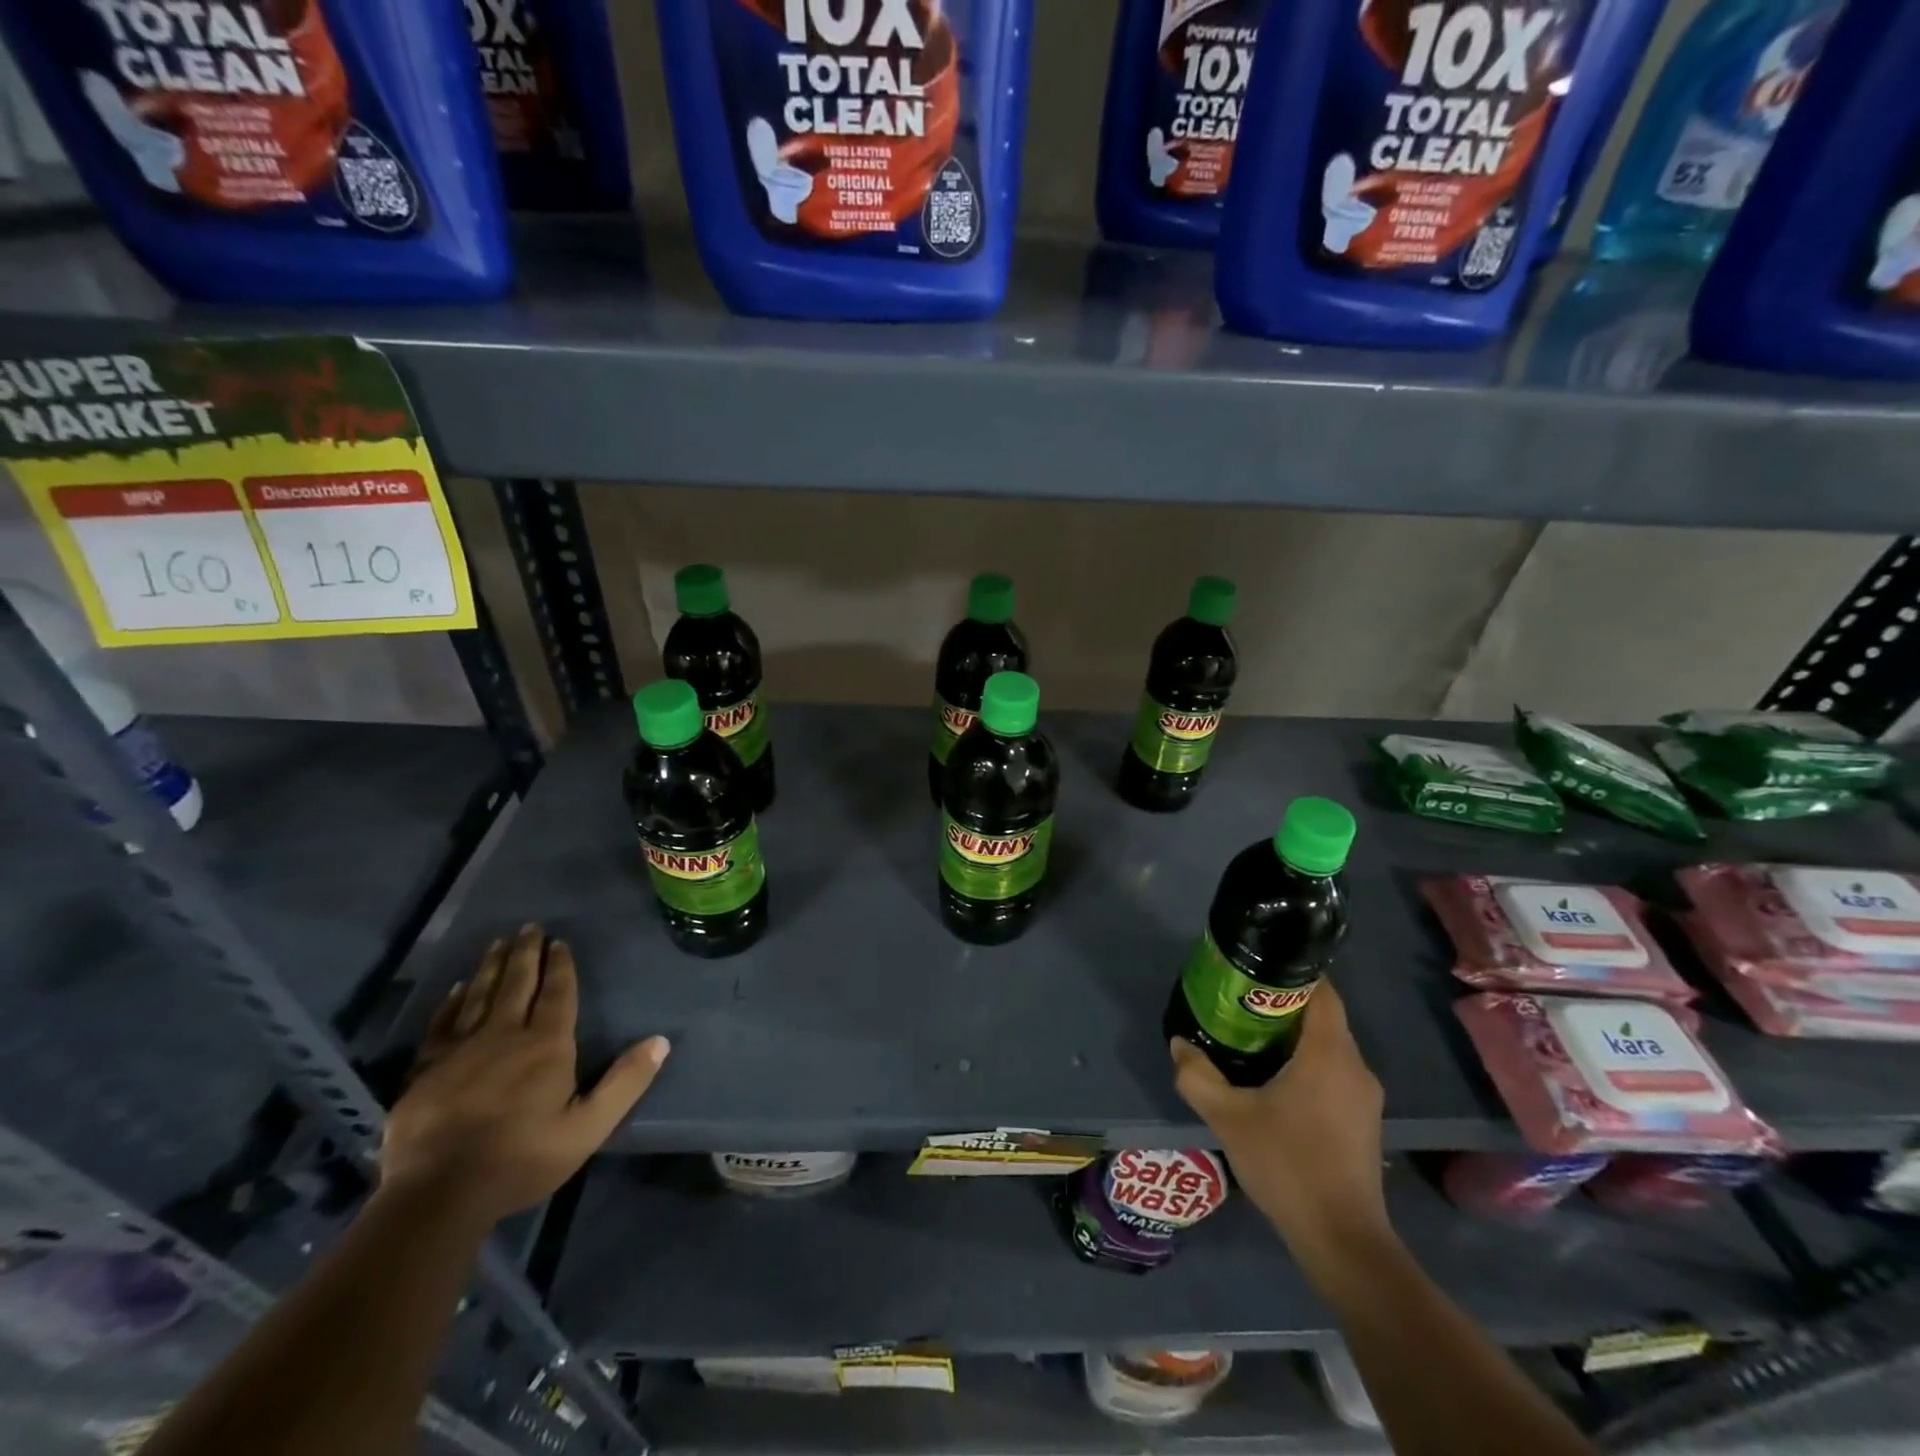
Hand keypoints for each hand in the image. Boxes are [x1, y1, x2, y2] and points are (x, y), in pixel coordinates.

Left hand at [381, 924, 669, 1222]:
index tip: (559, 942)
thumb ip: (625, 1082)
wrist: (438, 1194)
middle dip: (525, 953)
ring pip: (479, 995)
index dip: (560, 966)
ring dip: (491, 967)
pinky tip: (458, 989)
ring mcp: (461, 1049)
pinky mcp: (426, 1068)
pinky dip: (452, 1002)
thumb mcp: (588, 1127)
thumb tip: (661, 1041)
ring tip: (498, 943)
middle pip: (517, 983)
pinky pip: (443, 1023)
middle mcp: (505, 1035)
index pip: (557, 993)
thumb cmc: (522, 1158)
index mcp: (546, 1045)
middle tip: (529, 927)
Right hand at [1171, 980, 1389, 1266]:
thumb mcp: (1228, 1118)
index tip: (1256, 970)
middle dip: (1283, 1005)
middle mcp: (1355, 1066)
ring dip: (1294, 1037)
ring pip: (1329, 1046)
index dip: (1291, 972)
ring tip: (1250, 1039)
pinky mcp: (1364, 1121)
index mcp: (1329, 1053)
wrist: (1342, 1240)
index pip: (1321, 991)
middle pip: (1322, 1016)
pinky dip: (1308, 1064)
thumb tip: (1179, 1044)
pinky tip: (1275, 1082)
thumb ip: (1198, 1076)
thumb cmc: (1287, 1165)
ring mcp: (1365, 1096)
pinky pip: (1335, 1072)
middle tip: (1239, 1004)